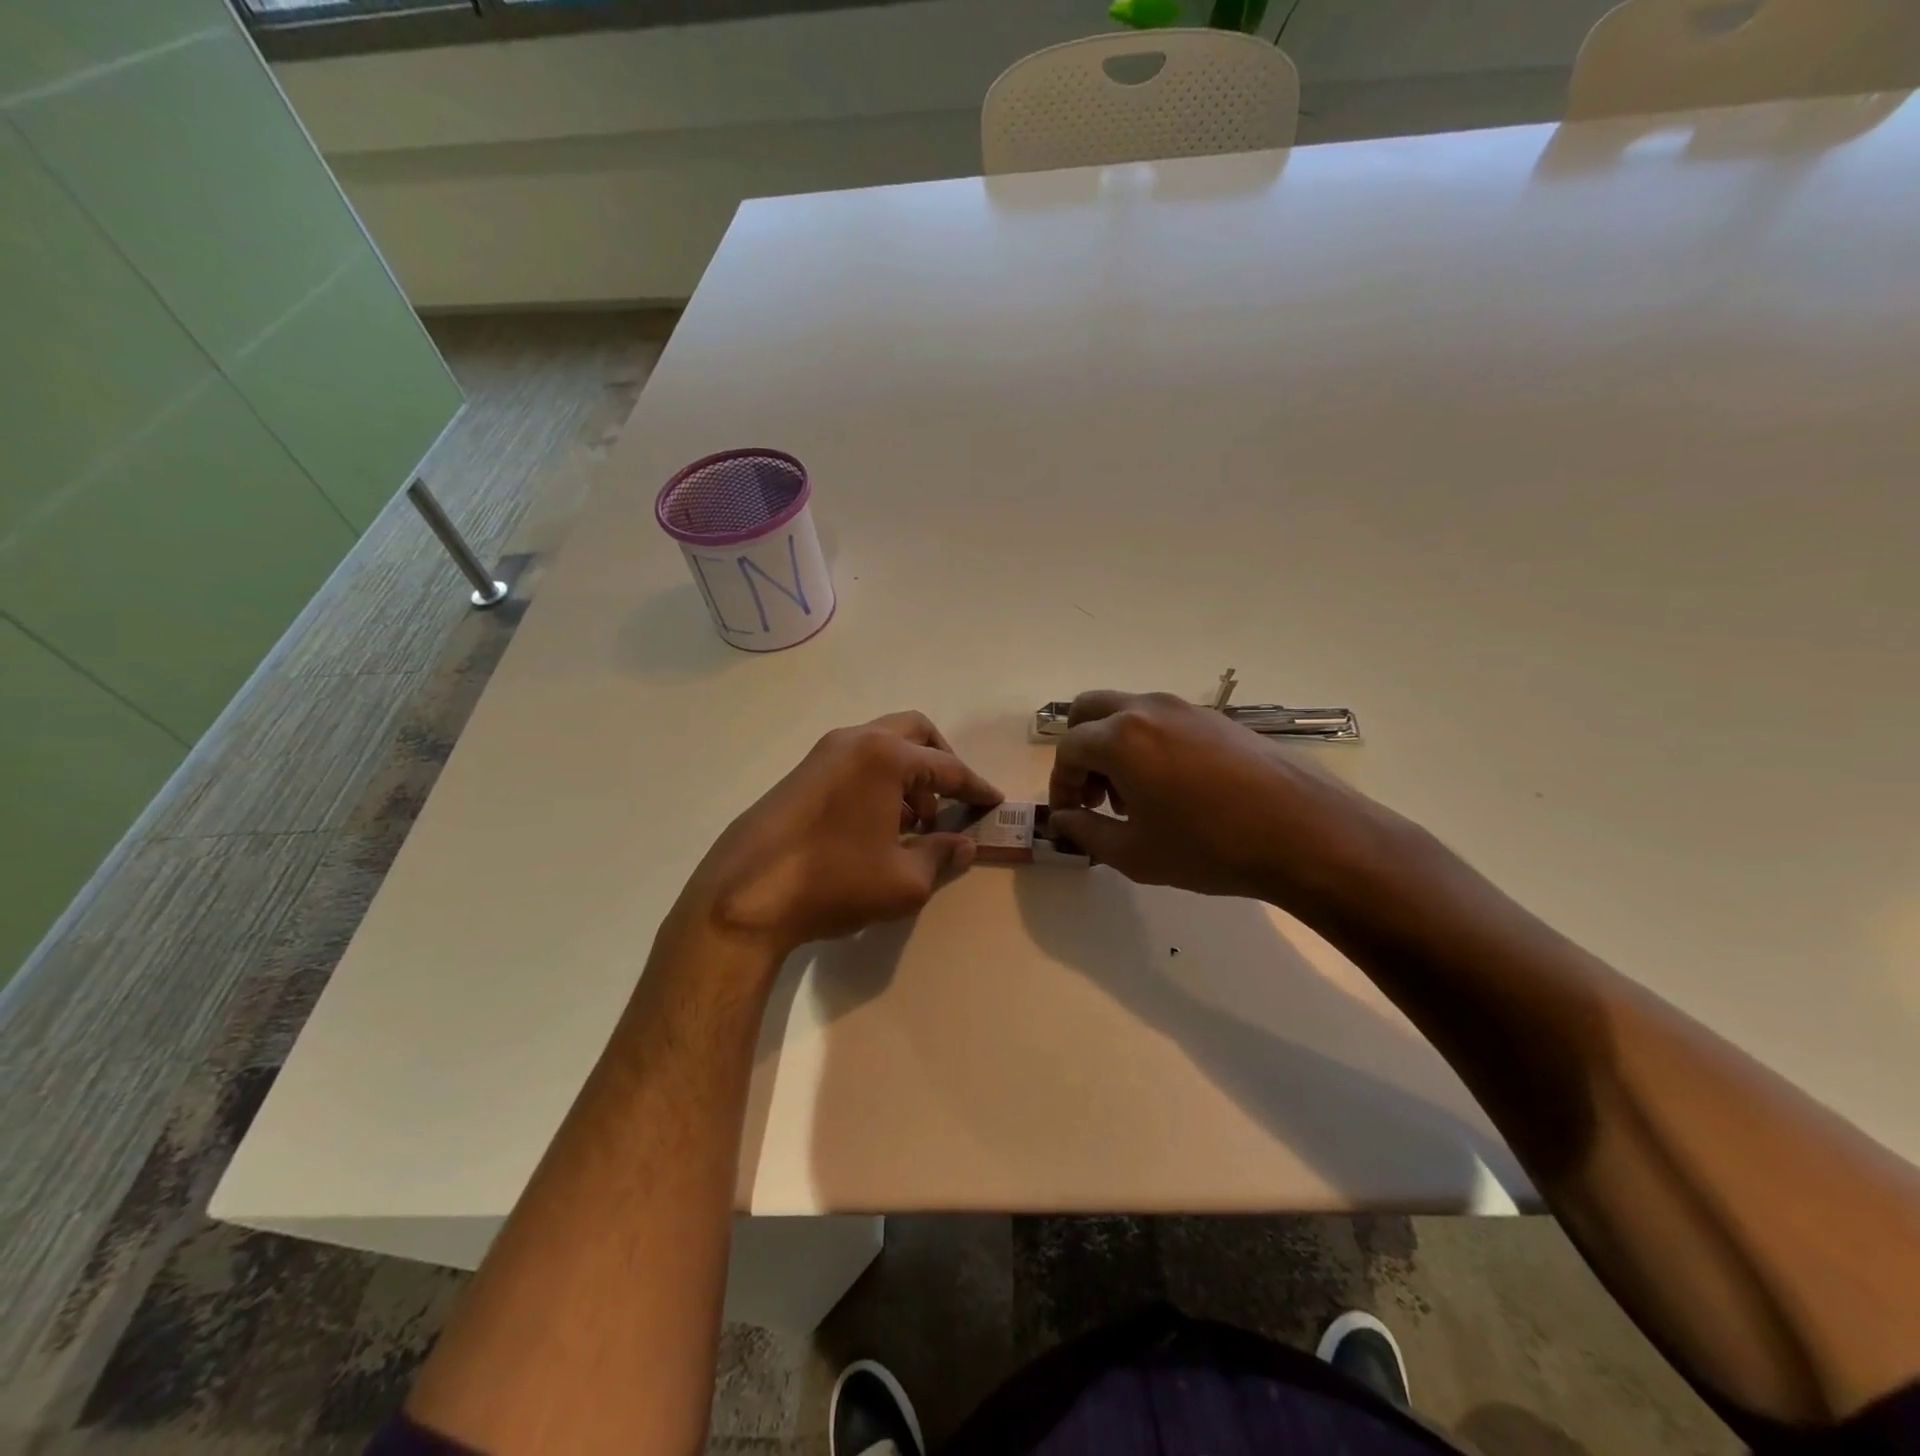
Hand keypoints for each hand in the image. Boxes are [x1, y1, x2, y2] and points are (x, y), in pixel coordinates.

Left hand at [678, 712, 1002, 958]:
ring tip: (914, 822)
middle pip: (915, 732)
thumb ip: (942, 856)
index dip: (976, 787)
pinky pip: (855, 761)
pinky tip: (876, 824)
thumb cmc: (833, 883)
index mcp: (885, 756)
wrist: (744, 895)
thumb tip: (965, 845)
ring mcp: (822, 753)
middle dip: (941, 762)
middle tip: (952, 800)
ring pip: (882, 745)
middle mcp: (855, 740)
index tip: (994, 802)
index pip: (948, 766)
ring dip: (908, 773)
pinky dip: (878, 780)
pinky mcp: (800, 773)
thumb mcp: (904, 881)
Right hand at [1047, 690, 1393, 909]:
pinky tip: (1175, 789)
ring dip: (1114, 746)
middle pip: (1089, 711)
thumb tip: (1063, 820)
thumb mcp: (1134, 854)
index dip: (1060, 784)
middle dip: (1080, 751)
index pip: (1068, 749)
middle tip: (1095, 795)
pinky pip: (1163, 720)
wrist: (1305, 833)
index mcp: (1120, 737)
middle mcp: (1148, 709)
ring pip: (1127, 712)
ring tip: (1136, 797)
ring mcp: (1186, 708)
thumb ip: (1085, 833)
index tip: (1070, 816)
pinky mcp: (1217, 718)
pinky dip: (1148, 743)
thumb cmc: (1208, 847)